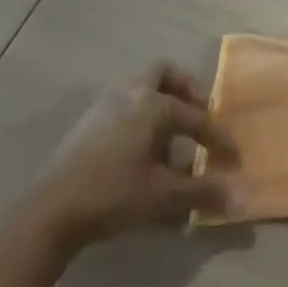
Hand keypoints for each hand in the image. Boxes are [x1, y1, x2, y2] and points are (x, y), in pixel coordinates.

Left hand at [28, 64, 238, 249]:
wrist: (49, 212)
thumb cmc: (113, 195)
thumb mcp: (163, 195)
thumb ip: (202, 191)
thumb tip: (238, 196)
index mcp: (153, 104)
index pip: (198, 118)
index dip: (219, 139)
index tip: (234, 160)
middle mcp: (130, 94)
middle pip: (164, 74)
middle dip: (187, 90)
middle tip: (201, 115)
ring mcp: (104, 105)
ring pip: (140, 86)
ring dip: (162, 100)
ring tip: (174, 132)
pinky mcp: (87, 122)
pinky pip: (124, 103)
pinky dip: (141, 114)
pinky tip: (145, 146)